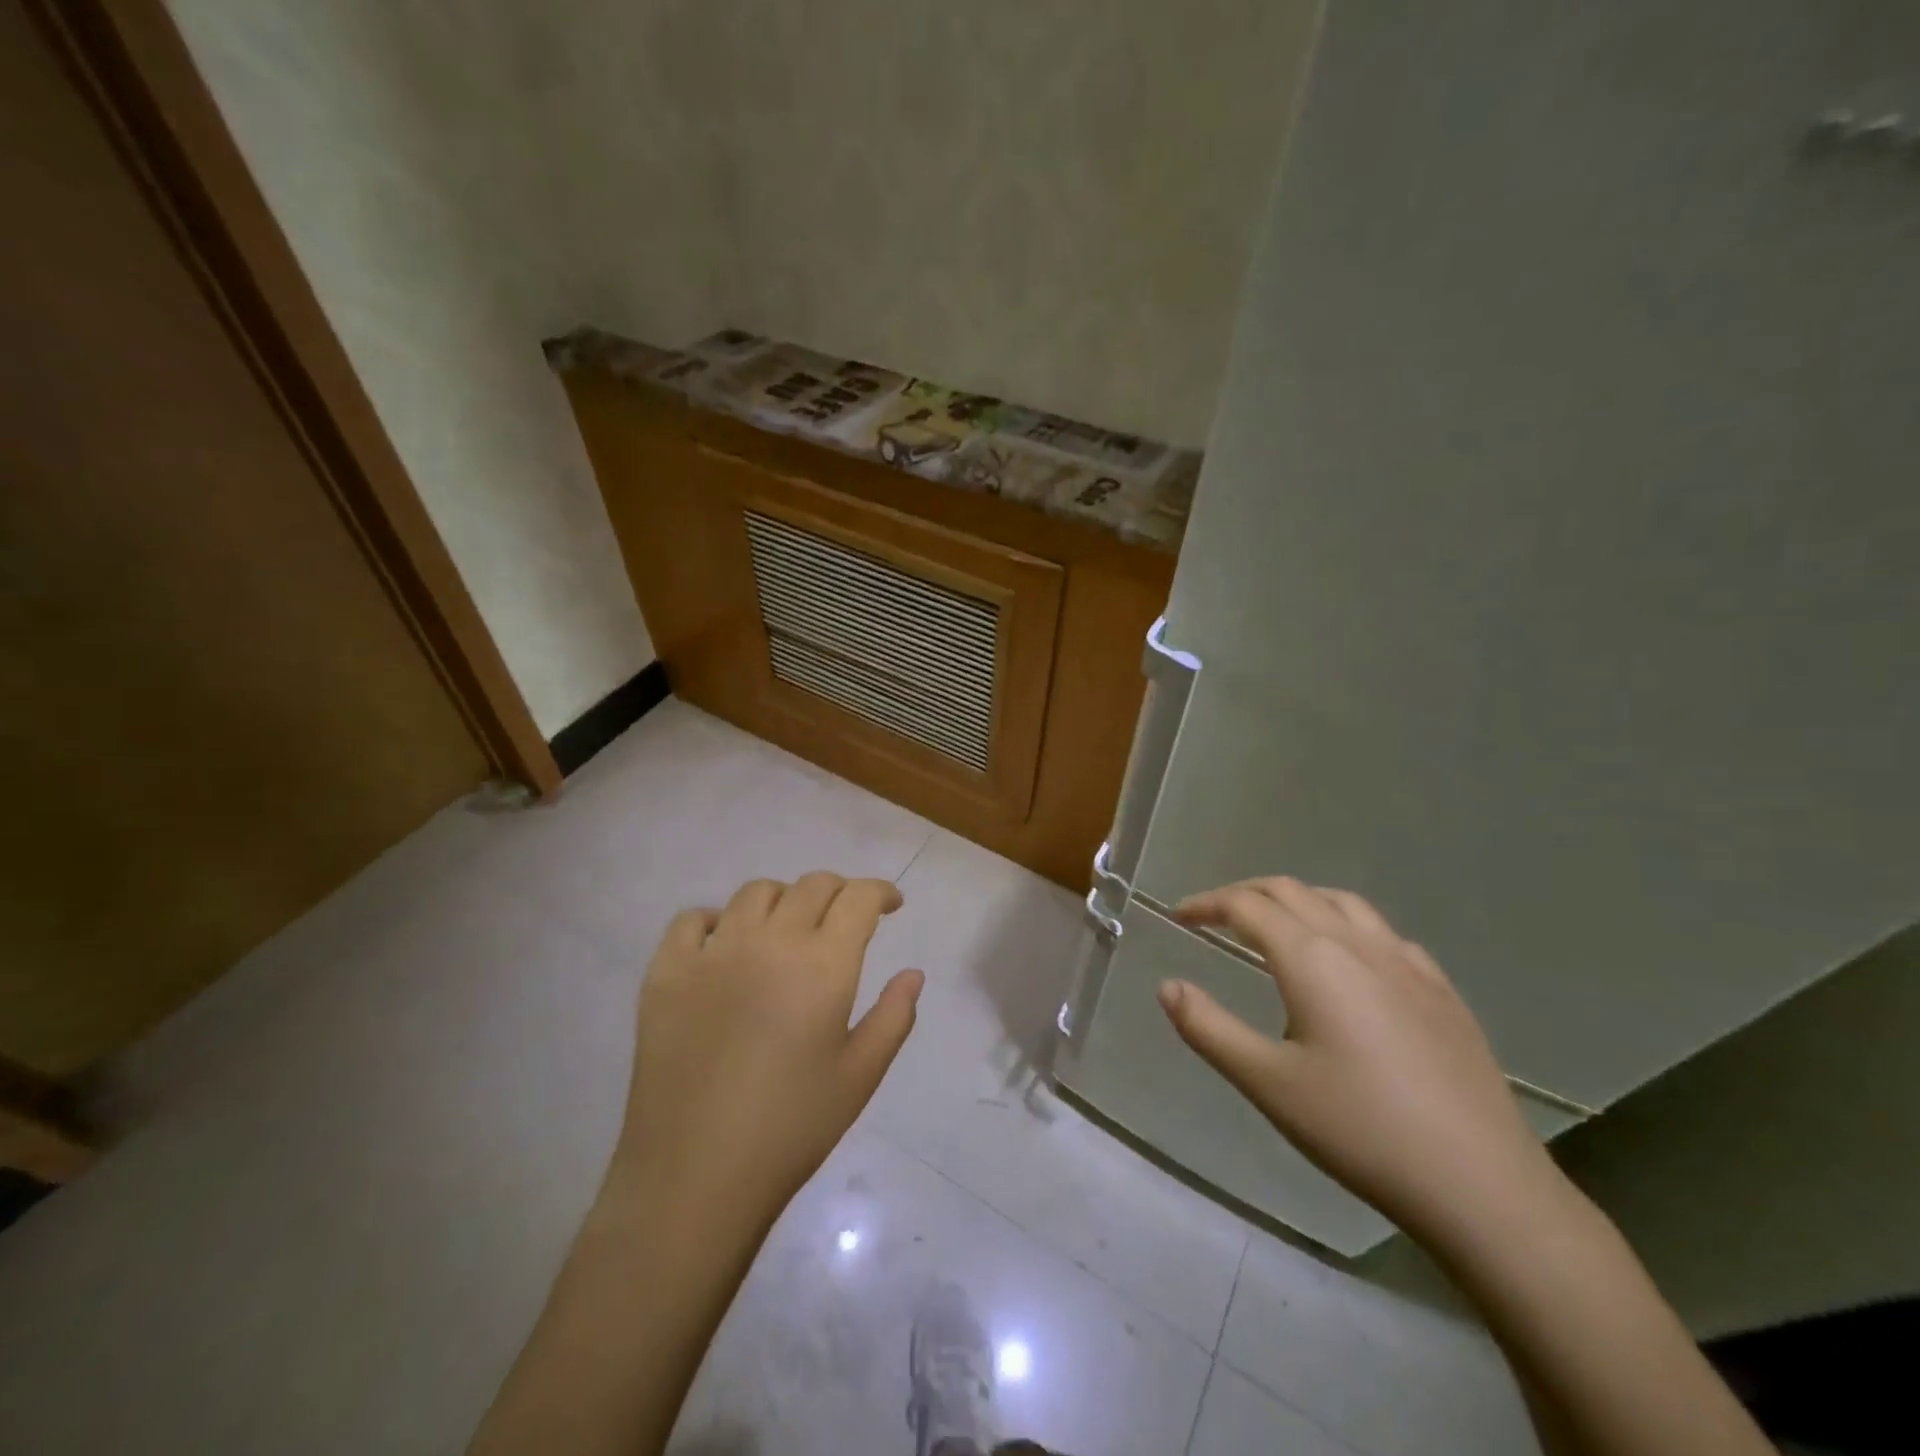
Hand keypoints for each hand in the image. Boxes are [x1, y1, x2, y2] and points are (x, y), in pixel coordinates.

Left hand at [609, 873, 923, 1225]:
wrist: (694, 1177)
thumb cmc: (791, 1128)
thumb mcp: (861, 1075)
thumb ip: (894, 1015)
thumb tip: (913, 973)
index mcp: (823, 964)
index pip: (858, 898)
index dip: (880, 892)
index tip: (891, 905)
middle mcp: (769, 941)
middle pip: (811, 885)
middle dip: (839, 892)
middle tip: (846, 918)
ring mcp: (712, 952)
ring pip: (755, 893)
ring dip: (784, 899)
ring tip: (789, 929)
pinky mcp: (666, 972)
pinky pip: (691, 920)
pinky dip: (716, 920)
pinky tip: (726, 946)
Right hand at [1159, 876, 1559, 1245]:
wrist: (1482, 1184)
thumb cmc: (1360, 1129)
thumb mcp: (1267, 1082)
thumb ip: (1208, 1028)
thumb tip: (1168, 985)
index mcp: (1311, 958)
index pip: (1246, 906)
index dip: (1207, 903)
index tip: (1180, 916)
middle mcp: (1357, 943)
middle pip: (1291, 891)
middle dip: (1245, 894)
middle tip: (1215, 916)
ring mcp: (1407, 962)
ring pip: (1341, 902)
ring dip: (1296, 900)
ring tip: (1275, 926)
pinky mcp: (1441, 989)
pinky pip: (1382, 932)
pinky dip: (1345, 925)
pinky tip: (1349, 962)